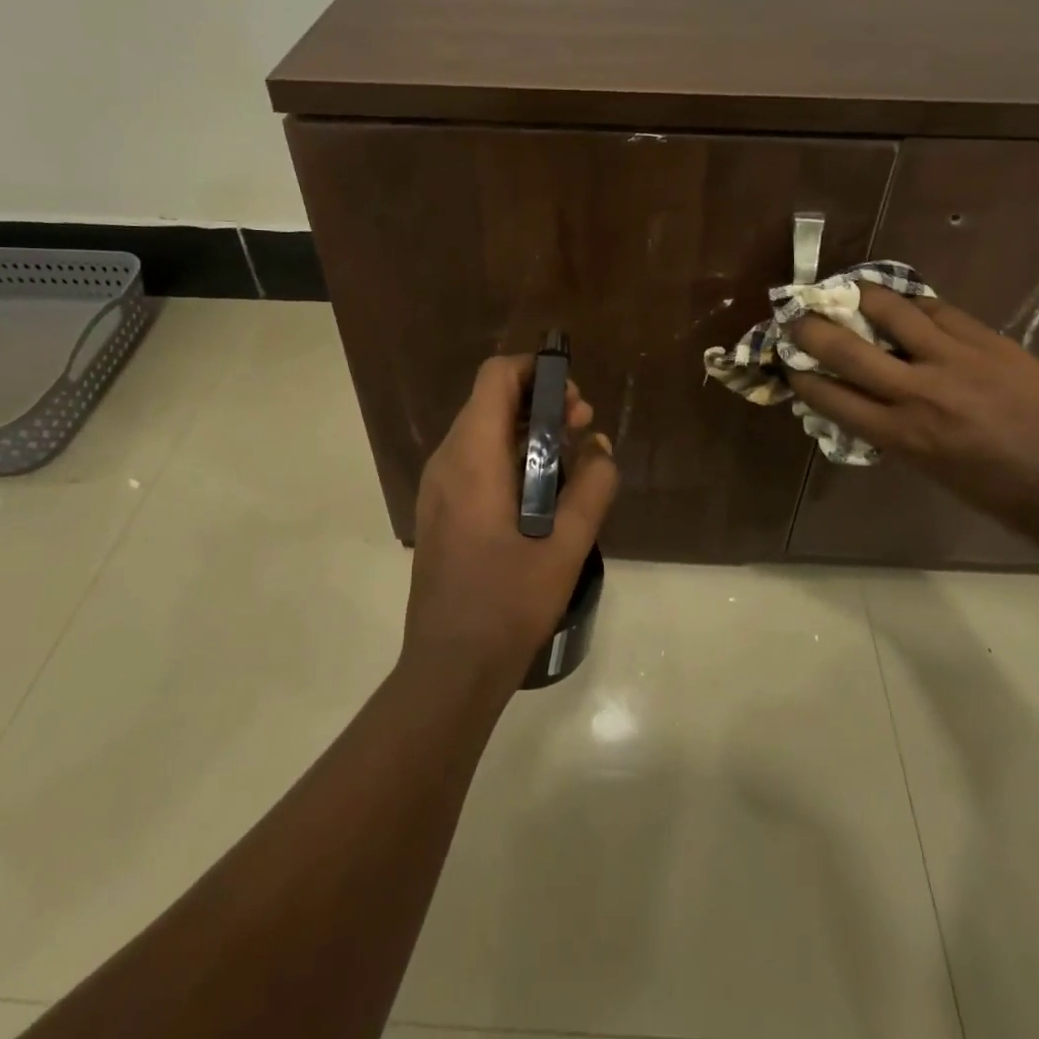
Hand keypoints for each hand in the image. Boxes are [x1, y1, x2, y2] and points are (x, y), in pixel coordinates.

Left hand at [406, 355, 618, 692]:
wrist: (451, 666)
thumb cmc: (508, 601)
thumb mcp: (567, 544)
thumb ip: (593, 486)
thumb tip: (600, 447)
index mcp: (472, 457)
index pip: (495, 377)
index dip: (536, 371)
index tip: (573, 398)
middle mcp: (447, 460)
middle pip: (490, 400)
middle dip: (540, 402)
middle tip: (584, 427)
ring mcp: (438, 486)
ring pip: (483, 430)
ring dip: (528, 431)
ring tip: (572, 457)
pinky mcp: (441, 510)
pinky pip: (475, 460)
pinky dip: (511, 456)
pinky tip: (543, 490)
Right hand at [788, 286, 1038, 526]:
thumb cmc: (999, 494)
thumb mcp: (929, 471)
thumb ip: (891, 433)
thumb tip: (864, 404)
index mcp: (899, 435)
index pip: (828, 395)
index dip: (799, 375)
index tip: (788, 364)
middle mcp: (916, 392)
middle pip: (845, 347)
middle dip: (810, 328)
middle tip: (797, 316)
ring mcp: (954, 360)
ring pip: (891, 310)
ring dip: (860, 296)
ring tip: (848, 290)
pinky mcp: (988, 340)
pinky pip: (939, 309)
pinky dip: (915, 304)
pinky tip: (906, 302)